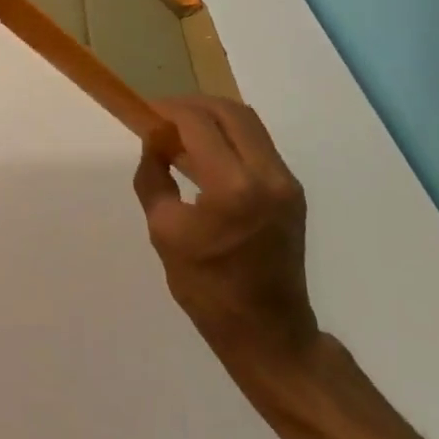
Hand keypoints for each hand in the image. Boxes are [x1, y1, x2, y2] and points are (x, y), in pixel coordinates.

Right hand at [133, 97, 316, 367]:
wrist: (268, 332)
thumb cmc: (208, 289)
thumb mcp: (164, 230)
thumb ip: (154, 176)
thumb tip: (154, 141)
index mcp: (234, 188)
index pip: (198, 124)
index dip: (169, 111)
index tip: (145, 113)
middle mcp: (268, 175)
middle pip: (229, 111)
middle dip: (192, 106)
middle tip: (162, 117)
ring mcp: (286, 181)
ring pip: (248, 123)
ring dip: (212, 117)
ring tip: (181, 130)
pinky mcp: (292, 190)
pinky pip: (258, 144)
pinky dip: (229, 136)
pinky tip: (205, 152)